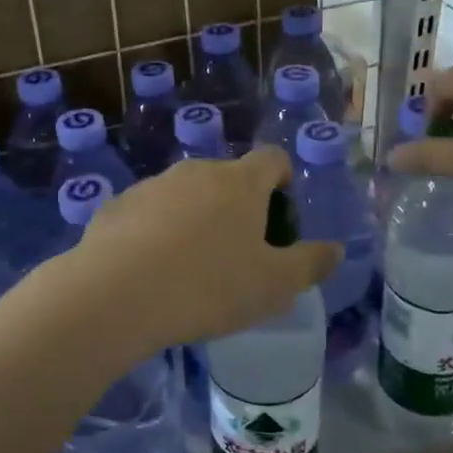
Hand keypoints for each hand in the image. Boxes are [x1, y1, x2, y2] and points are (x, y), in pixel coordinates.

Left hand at [68, 147, 339, 358]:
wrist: (117, 295)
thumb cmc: (209, 286)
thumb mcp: (274, 285)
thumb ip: (310, 264)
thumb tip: (335, 250)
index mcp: (240, 182)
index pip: (272, 158)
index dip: (282, 179)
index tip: (279, 213)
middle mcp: (196, 171)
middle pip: (227, 177)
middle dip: (237, 206)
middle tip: (238, 252)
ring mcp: (153, 185)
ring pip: (185, 194)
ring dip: (195, 219)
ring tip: (191, 267)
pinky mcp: (117, 205)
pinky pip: (148, 213)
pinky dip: (156, 231)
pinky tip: (151, 270)